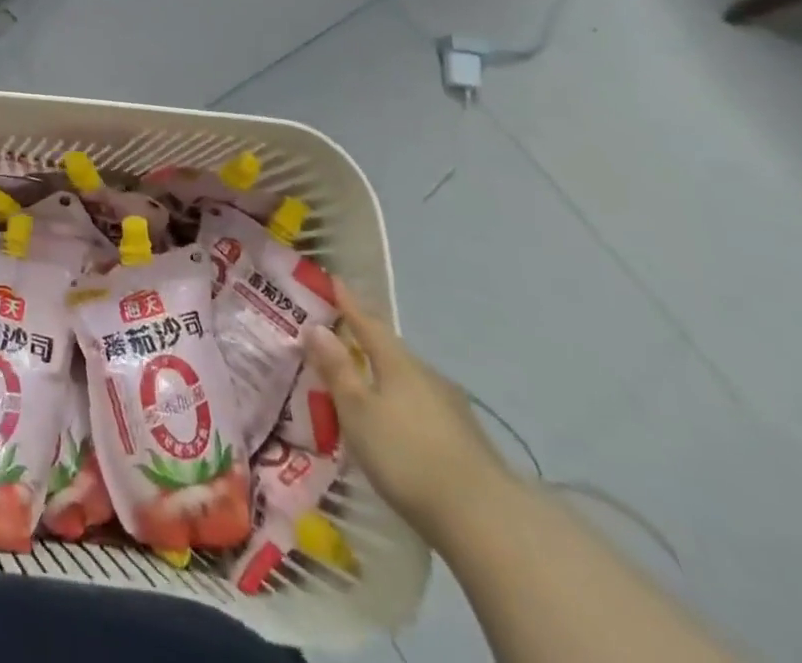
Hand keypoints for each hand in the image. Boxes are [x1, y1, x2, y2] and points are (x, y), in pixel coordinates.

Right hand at [305, 280, 515, 539]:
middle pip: (389, 351)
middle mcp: (427, 376)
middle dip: (364, 342)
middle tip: (337, 338)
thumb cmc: (407, 455)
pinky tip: (393, 422)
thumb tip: (316, 327)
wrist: (486, 521)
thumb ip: (337, 369)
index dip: (348, 303)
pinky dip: (400, 404)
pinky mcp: (464, 439)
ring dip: (382, 376)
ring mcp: (451, 408)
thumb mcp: (358, 411)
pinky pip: (421, 406)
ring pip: (407, 380)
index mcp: (398, 363)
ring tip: (361, 383)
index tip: (333, 280)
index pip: (367, 323)